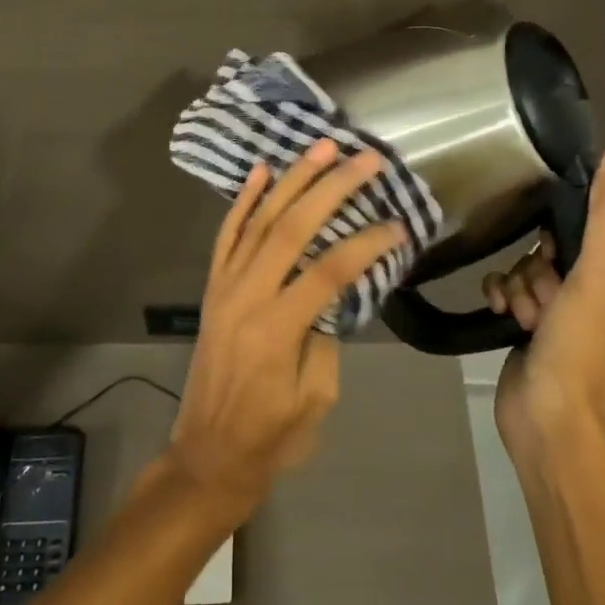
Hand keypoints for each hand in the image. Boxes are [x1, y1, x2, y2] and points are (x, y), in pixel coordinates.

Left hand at [164, 140, 406, 516]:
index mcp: (277, 328)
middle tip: (365, 159)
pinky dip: (243, 201)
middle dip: (331, 188)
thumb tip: (334, 293)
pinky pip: (226, 235)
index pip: (329, 270)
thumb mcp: (315, 398)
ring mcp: (225, 287)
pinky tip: (261, 171)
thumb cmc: (270, 437)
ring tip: (321, 147)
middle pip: (292, 228)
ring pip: (259, 220)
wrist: (207, 457)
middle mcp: (247, 296)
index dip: (366, 243)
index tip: (397, 224)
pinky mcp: (213, 288)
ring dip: (292, 180)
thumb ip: (326, 338)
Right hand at [485, 145, 604, 462]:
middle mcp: (598, 298)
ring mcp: (562, 318)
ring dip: (518, 288)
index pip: (587, 234)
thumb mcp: (598, 276)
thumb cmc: (581, 349)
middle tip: (541, 302)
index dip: (561, 242)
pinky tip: (500, 313)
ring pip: (527, 271)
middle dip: (536, 272)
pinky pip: (510, 291)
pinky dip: (502, 297)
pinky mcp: (531, 332)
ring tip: (523, 318)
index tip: (553, 263)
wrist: (549, 423)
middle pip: (551, 253)